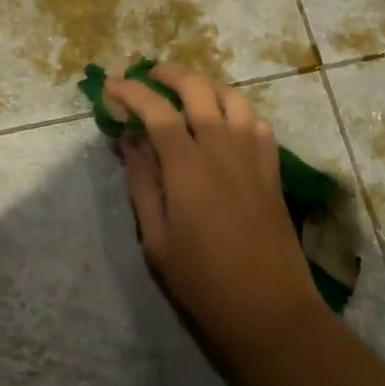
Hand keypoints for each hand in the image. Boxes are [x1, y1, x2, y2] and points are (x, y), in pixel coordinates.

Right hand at [111, 64, 323, 373]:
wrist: (271, 311)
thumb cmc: (204, 282)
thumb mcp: (157, 240)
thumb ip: (142, 184)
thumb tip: (130, 142)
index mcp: (188, 165)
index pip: (155, 110)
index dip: (131, 91)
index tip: (112, 85)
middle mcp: (222, 147)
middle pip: (197, 88)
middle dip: (169, 74)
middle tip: (149, 78)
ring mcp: (252, 155)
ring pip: (232, 97)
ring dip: (206, 87)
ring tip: (187, 96)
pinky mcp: (272, 169)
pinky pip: (257, 123)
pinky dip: (237, 114)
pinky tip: (225, 128)